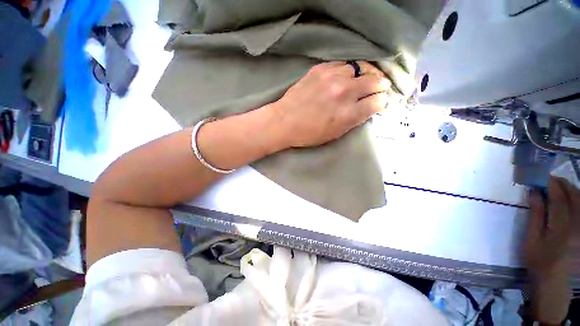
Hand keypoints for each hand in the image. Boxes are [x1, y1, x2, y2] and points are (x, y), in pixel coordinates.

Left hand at [271, 61, 391, 147]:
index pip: (379, 101)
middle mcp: (344, 92)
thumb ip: (355, 120)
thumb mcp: (336, 133)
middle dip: (380, 86)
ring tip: (361, 80)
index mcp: (348, 113)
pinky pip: (344, 64)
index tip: (378, 103)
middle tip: (377, 89)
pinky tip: (345, 77)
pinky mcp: (321, 68)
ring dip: (365, 75)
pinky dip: (348, 70)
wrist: (284, 121)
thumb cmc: (309, 133)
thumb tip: (369, 107)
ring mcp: (332, 77)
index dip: (381, 102)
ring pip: (361, 68)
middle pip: (376, 80)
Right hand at [525, 177, 578, 324]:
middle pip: (574, 196)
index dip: (550, 184)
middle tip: (550, 179)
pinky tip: (571, 199)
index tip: (541, 176)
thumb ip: (535, 215)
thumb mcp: (531, 240)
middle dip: (563, 184)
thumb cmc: (539, 261)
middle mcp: (578, 225)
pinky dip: (578, 200)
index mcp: (561, 228)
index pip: (558, 198)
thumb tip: (534, 192)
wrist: (556, 283)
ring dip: (571, 190)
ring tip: (560, 187)